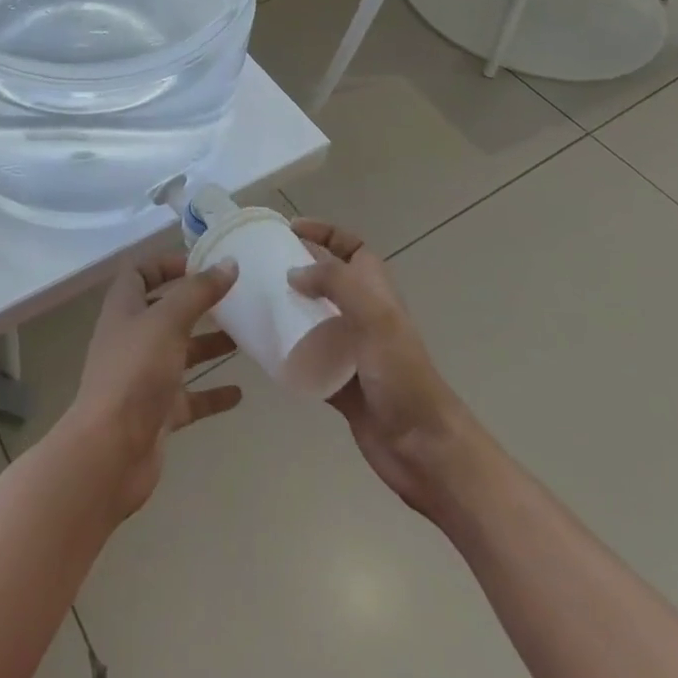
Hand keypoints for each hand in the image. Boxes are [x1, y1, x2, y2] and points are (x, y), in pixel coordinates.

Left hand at [60, 253, 242, 518]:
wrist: (111, 450)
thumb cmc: (135, 372)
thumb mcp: (168, 321)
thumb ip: (199, 292)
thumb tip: (229, 263)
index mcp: (125, 308)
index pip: (140, 273)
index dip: (167, 264)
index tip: (204, 263)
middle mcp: (132, 338)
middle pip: (165, 312)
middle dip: (197, 304)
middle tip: (235, 298)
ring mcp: (144, 377)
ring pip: (180, 353)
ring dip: (209, 345)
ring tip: (245, 338)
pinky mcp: (158, 412)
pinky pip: (189, 397)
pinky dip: (212, 393)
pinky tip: (239, 393)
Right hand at [288, 219, 478, 523]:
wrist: (423, 448)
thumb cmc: (402, 374)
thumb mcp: (373, 316)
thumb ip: (335, 283)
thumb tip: (293, 274)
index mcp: (376, 292)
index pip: (350, 247)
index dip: (324, 233)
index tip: (289, 229)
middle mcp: (363, 315)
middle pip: (326, 280)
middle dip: (297, 269)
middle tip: (260, 265)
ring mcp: (350, 350)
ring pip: (312, 318)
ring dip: (288, 308)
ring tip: (254, 301)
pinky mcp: (338, 382)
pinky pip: (306, 357)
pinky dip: (286, 350)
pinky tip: (262, 347)